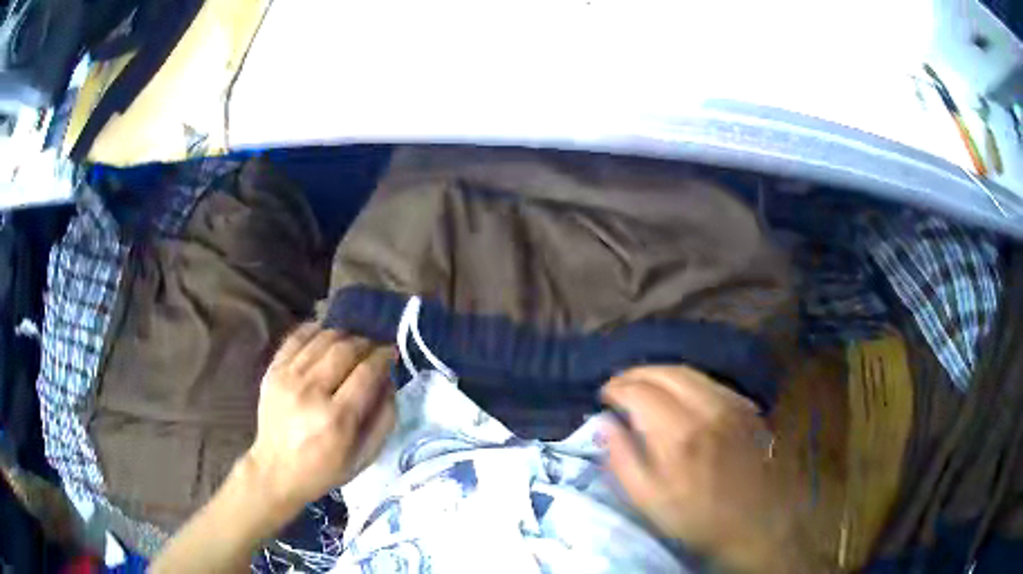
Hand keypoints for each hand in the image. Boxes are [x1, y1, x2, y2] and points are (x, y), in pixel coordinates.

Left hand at [243, 324, 395, 515]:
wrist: (275, 471)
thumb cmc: (324, 470)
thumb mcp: (364, 457)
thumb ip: (384, 419)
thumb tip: (390, 382)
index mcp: (337, 418)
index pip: (367, 372)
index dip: (384, 356)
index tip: (392, 353)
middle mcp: (311, 392)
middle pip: (345, 349)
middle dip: (366, 343)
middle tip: (373, 349)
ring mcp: (288, 378)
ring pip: (323, 339)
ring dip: (344, 336)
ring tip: (352, 344)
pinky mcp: (272, 371)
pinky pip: (296, 337)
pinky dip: (314, 331)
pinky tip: (325, 337)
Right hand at [602, 366, 800, 572]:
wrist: (757, 524)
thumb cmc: (697, 519)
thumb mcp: (648, 501)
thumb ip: (621, 459)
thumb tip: (604, 424)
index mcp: (679, 433)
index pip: (639, 391)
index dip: (616, 388)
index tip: (604, 396)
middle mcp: (708, 408)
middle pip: (665, 372)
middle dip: (636, 373)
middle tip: (619, 385)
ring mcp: (732, 404)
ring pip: (689, 372)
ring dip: (660, 373)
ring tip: (643, 386)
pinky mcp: (747, 407)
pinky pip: (710, 381)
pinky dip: (685, 380)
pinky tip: (677, 395)